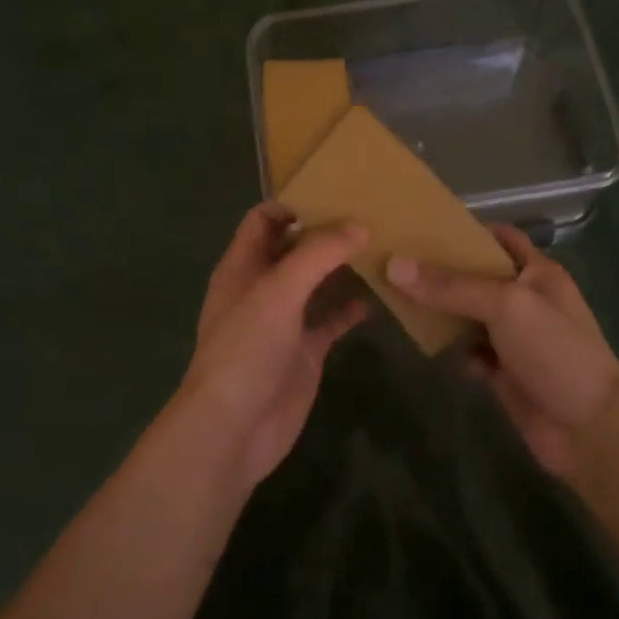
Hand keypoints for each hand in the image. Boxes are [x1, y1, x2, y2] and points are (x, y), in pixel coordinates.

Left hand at [178, 204, 370, 487]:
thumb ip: (318, 254)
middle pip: (294, 248)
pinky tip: (379, 296)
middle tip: (372, 213)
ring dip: (342, 267)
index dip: (294, 203)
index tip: (337, 191)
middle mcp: (262, 288)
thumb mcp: (278, 291)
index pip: (264, 219)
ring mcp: (284, 321)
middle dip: (326, 232)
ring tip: (383, 247)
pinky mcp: (305, 351)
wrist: (235, 428)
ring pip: (316, 283)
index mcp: (243, 266)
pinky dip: (351, 308)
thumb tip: (360, 224)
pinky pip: (330, 321)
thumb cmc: (246, 349)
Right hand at [388, 226, 618, 476]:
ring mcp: (516, 339)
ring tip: (400, 299)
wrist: (590, 429)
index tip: (423, 228)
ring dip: (443, 312)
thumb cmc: (554, 351)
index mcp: (538, 273)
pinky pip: (472, 353)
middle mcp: (527, 301)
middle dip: (443, 272)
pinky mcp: (505, 373)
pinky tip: (431, 347)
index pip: (501, 238)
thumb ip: (451, 286)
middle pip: (478, 278)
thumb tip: (394, 265)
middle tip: (397, 263)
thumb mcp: (505, 305)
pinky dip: (455, 351)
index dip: (467, 231)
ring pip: (471, 317)